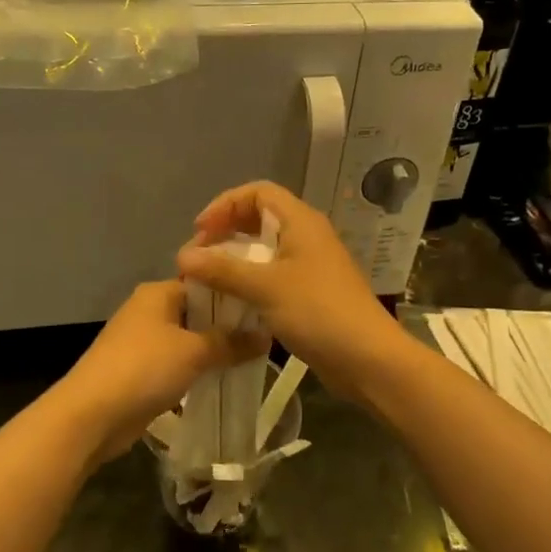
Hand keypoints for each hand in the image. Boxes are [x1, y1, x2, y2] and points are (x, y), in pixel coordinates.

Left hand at [54, 280, 266, 466]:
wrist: (91, 415)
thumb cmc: (143, 369)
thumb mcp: (194, 352)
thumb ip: (231, 342)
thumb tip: (267, 335)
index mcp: (157, 292)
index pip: (204, 282)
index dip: (234, 294)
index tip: (266, 306)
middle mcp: (149, 310)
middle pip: (197, 312)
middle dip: (227, 325)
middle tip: (265, 335)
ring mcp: (142, 341)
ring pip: (188, 339)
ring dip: (213, 350)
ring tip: (252, 358)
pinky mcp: (140, 370)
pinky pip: (177, 363)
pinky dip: (196, 369)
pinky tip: (223, 379)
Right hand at [177, 181, 402, 397]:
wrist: (367, 358)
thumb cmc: (318, 311)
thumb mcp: (265, 287)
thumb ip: (222, 269)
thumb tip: (182, 256)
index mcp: (301, 222)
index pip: (258, 192)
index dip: (225, 204)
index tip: (201, 231)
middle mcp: (307, 236)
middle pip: (260, 218)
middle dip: (226, 232)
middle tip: (200, 257)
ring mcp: (310, 265)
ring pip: (265, 249)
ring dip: (235, 259)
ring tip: (209, 279)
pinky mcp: (311, 292)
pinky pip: (273, 275)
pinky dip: (250, 281)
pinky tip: (232, 301)